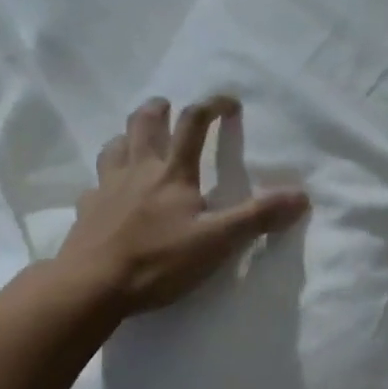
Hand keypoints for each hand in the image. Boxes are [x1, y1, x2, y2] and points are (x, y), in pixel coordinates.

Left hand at [58, 95, 308, 314]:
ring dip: (128, 136)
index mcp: (172, 173)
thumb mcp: (217, 241)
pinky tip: (108, 193)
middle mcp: (138, 171)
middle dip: (158, 109)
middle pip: (143, 124)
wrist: (92, 286)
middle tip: (166, 106)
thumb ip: (257, 217)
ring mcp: (107, 189)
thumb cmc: (159, 261)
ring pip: (114, 147)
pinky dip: (105, 180)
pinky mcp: (87, 211)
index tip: (229, 103)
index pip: (193, 124)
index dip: (212, 106)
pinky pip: (94, 185)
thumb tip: (301, 196)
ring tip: (135, 140)